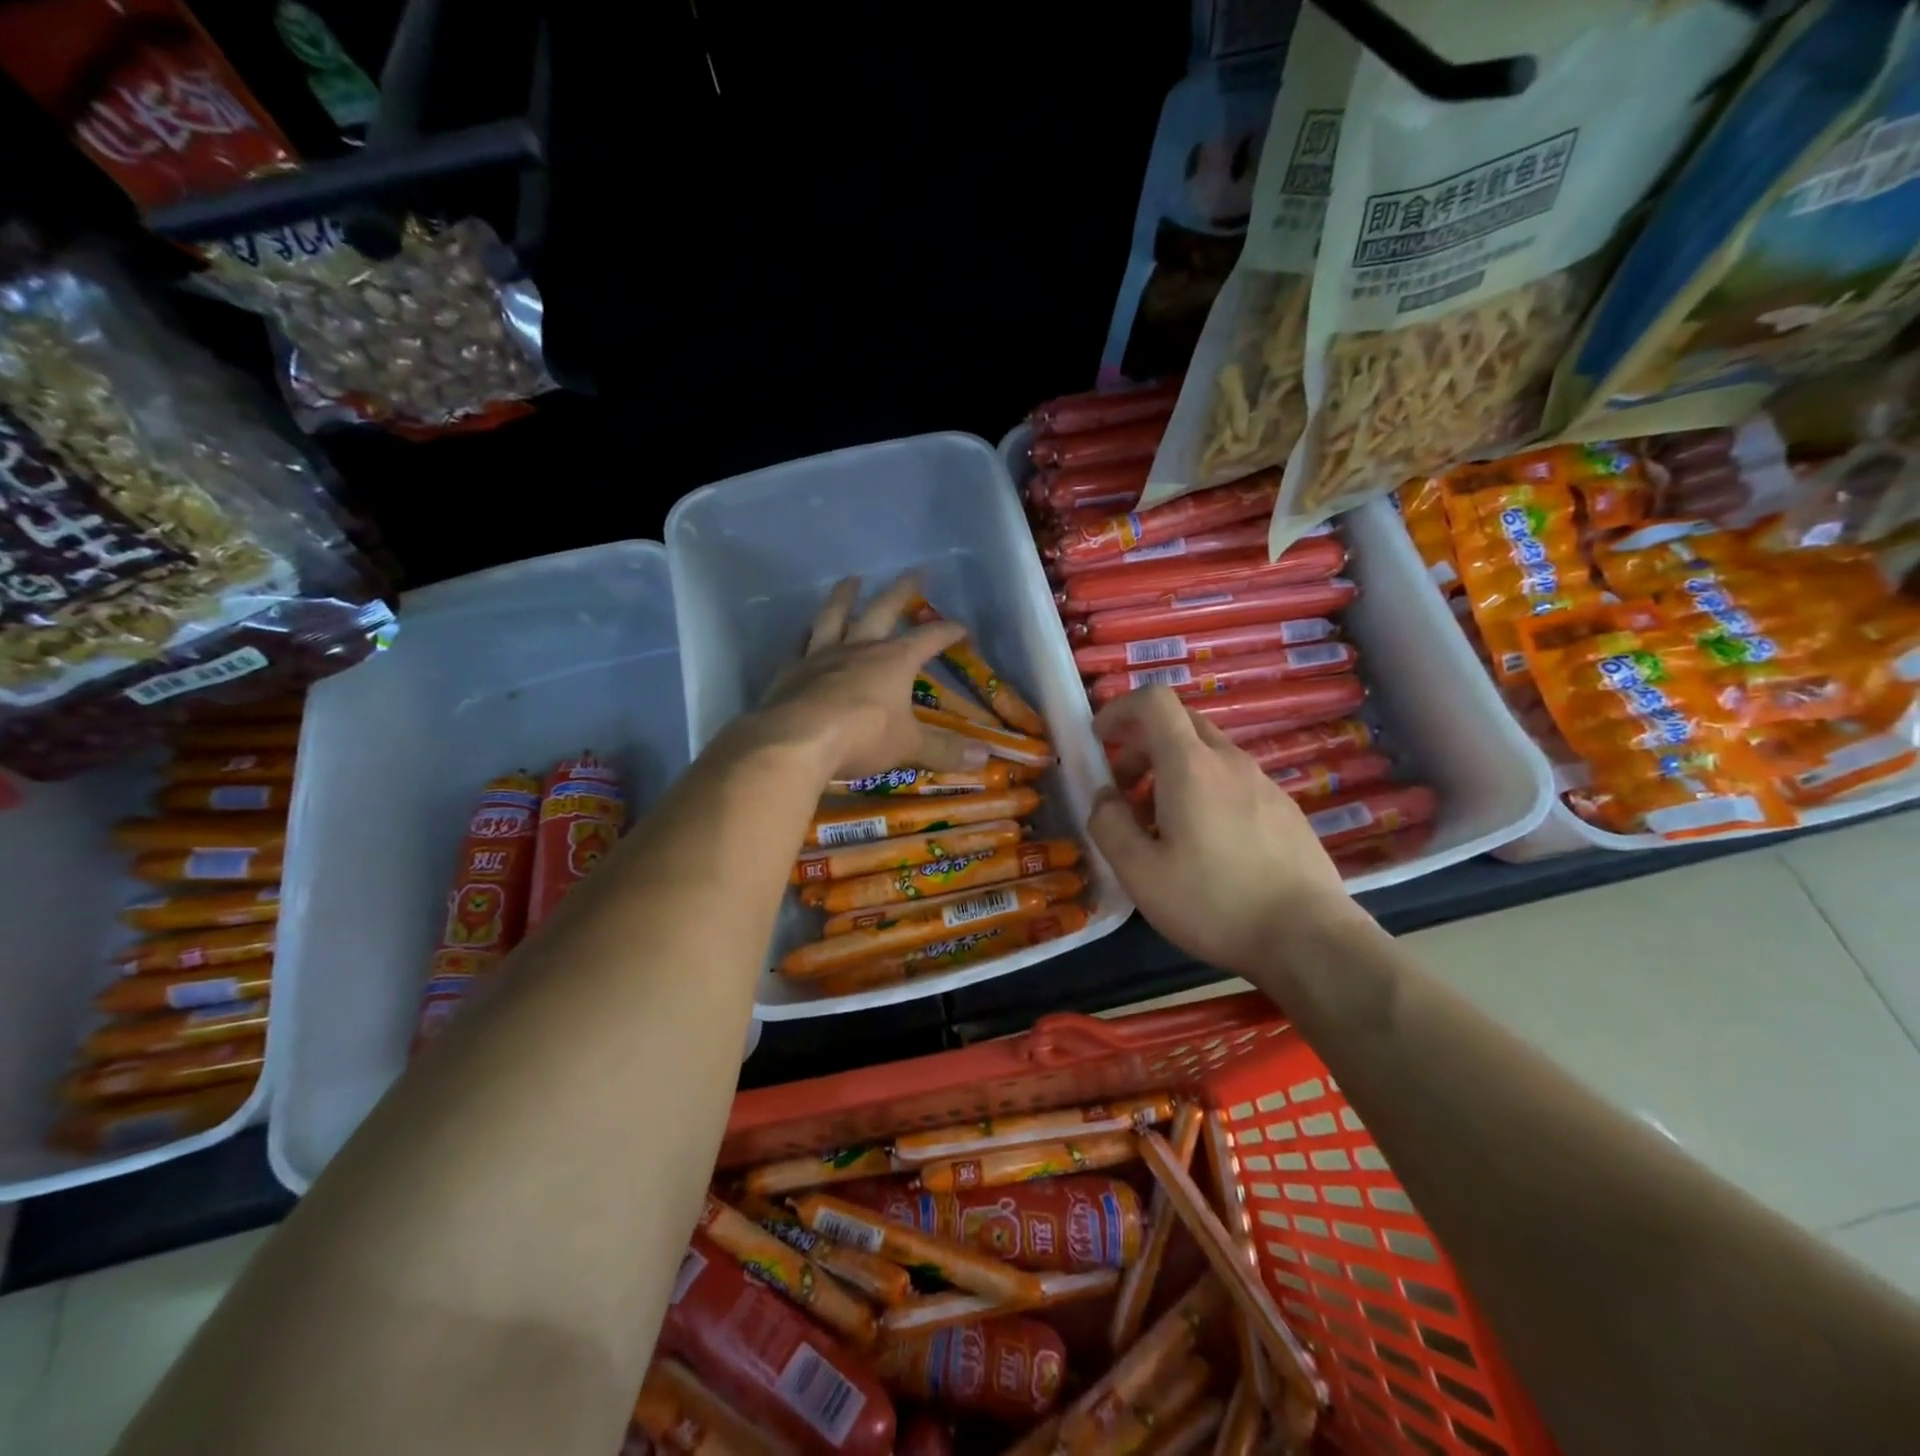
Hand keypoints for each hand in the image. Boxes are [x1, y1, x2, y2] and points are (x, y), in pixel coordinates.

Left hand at [755, 574, 988, 777]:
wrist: (795, 741)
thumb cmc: (862, 737)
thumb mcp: (909, 746)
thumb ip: (944, 749)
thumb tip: (984, 756)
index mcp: (894, 660)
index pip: (929, 638)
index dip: (948, 632)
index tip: (962, 628)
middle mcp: (859, 648)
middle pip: (883, 609)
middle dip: (903, 591)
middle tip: (915, 572)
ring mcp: (821, 655)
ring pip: (835, 615)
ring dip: (845, 595)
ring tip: (851, 579)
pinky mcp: (791, 670)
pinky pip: (799, 644)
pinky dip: (805, 636)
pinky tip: (805, 632)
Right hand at [1087, 687, 1351, 978]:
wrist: (1308, 938)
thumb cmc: (1213, 902)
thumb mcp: (1139, 873)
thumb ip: (1109, 825)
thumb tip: (1104, 797)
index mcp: (1190, 765)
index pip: (1154, 701)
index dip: (1119, 709)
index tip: (1100, 740)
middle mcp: (1229, 761)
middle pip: (1179, 723)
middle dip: (1141, 744)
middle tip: (1123, 788)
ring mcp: (1263, 782)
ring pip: (1207, 754)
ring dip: (1171, 770)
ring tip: (1159, 823)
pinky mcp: (1284, 808)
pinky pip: (1232, 780)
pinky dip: (1203, 789)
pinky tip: (1204, 843)